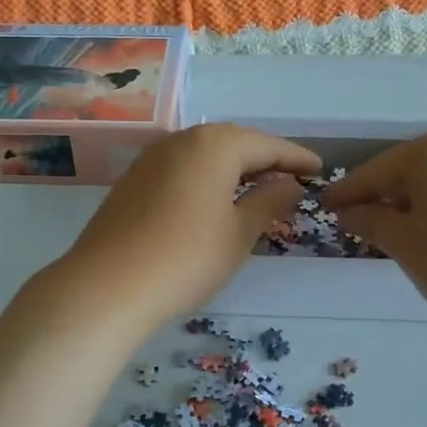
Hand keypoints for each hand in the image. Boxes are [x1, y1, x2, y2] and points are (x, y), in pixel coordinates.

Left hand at [46, 124, 320, 331]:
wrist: (107, 286)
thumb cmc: (187, 257)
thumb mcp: (239, 233)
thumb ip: (269, 202)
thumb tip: (289, 184)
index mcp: (214, 145)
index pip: (266, 144)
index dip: (295, 158)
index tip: (319, 170)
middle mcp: (181, 140)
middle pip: (233, 143)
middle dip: (264, 159)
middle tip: (291, 179)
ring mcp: (151, 159)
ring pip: (204, 155)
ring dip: (234, 169)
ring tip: (257, 189)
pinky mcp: (132, 181)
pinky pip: (181, 169)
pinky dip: (206, 179)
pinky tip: (213, 200)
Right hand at [325, 127, 426, 331]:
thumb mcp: (406, 245)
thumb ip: (372, 223)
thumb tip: (350, 212)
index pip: (375, 171)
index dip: (347, 193)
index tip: (325, 207)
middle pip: (411, 170)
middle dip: (386, 197)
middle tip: (363, 223)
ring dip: (419, 203)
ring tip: (405, 233)